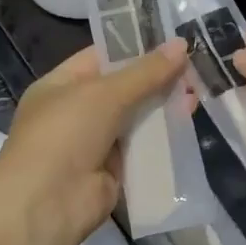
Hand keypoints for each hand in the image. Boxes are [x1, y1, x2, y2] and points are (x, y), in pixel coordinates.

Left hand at [0, 41, 188, 244]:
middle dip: (157, 79)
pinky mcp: (113, 171)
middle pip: (123, 88)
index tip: (173, 40)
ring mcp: (94, 143)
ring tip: (199, 93)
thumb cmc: (65, 133)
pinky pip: (141, 148)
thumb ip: (145, 72)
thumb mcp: (104, 93)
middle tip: (195, 68)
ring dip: (164, 107)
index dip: (136, 47)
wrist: (47, 203)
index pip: (102, 57)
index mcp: (61, 84)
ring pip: (135, 118)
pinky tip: (188, 124)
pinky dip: (162, 138)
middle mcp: (76, 111)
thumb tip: (181, 44)